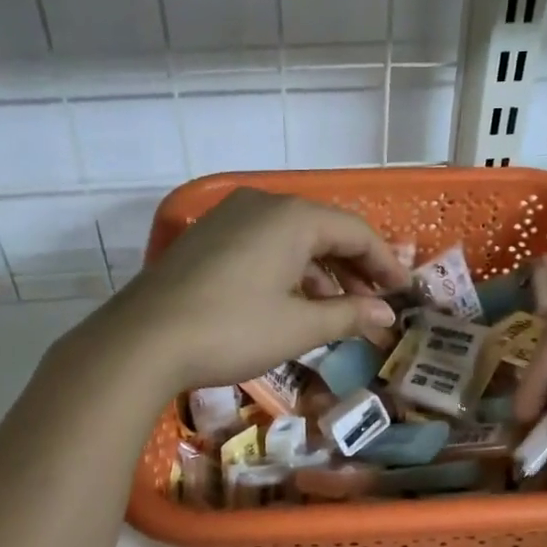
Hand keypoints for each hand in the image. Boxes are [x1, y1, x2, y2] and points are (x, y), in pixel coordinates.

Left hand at [107, 189, 408, 390]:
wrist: (143, 341)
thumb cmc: (233, 329)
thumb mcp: (299, 326)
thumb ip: (349, 314)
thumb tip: (386, 314)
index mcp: (292, 217)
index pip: (355, 231)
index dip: (385, 262)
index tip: (403, 292)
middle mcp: (263, 205)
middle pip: (324, 230)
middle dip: (354, 268)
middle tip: (375, 302)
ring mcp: (229, 218)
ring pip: (292, 239)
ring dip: (321, 272)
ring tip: (338, 310)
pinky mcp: (207, 238)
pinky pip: (263, 245)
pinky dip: (288, 271)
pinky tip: (293, 303)